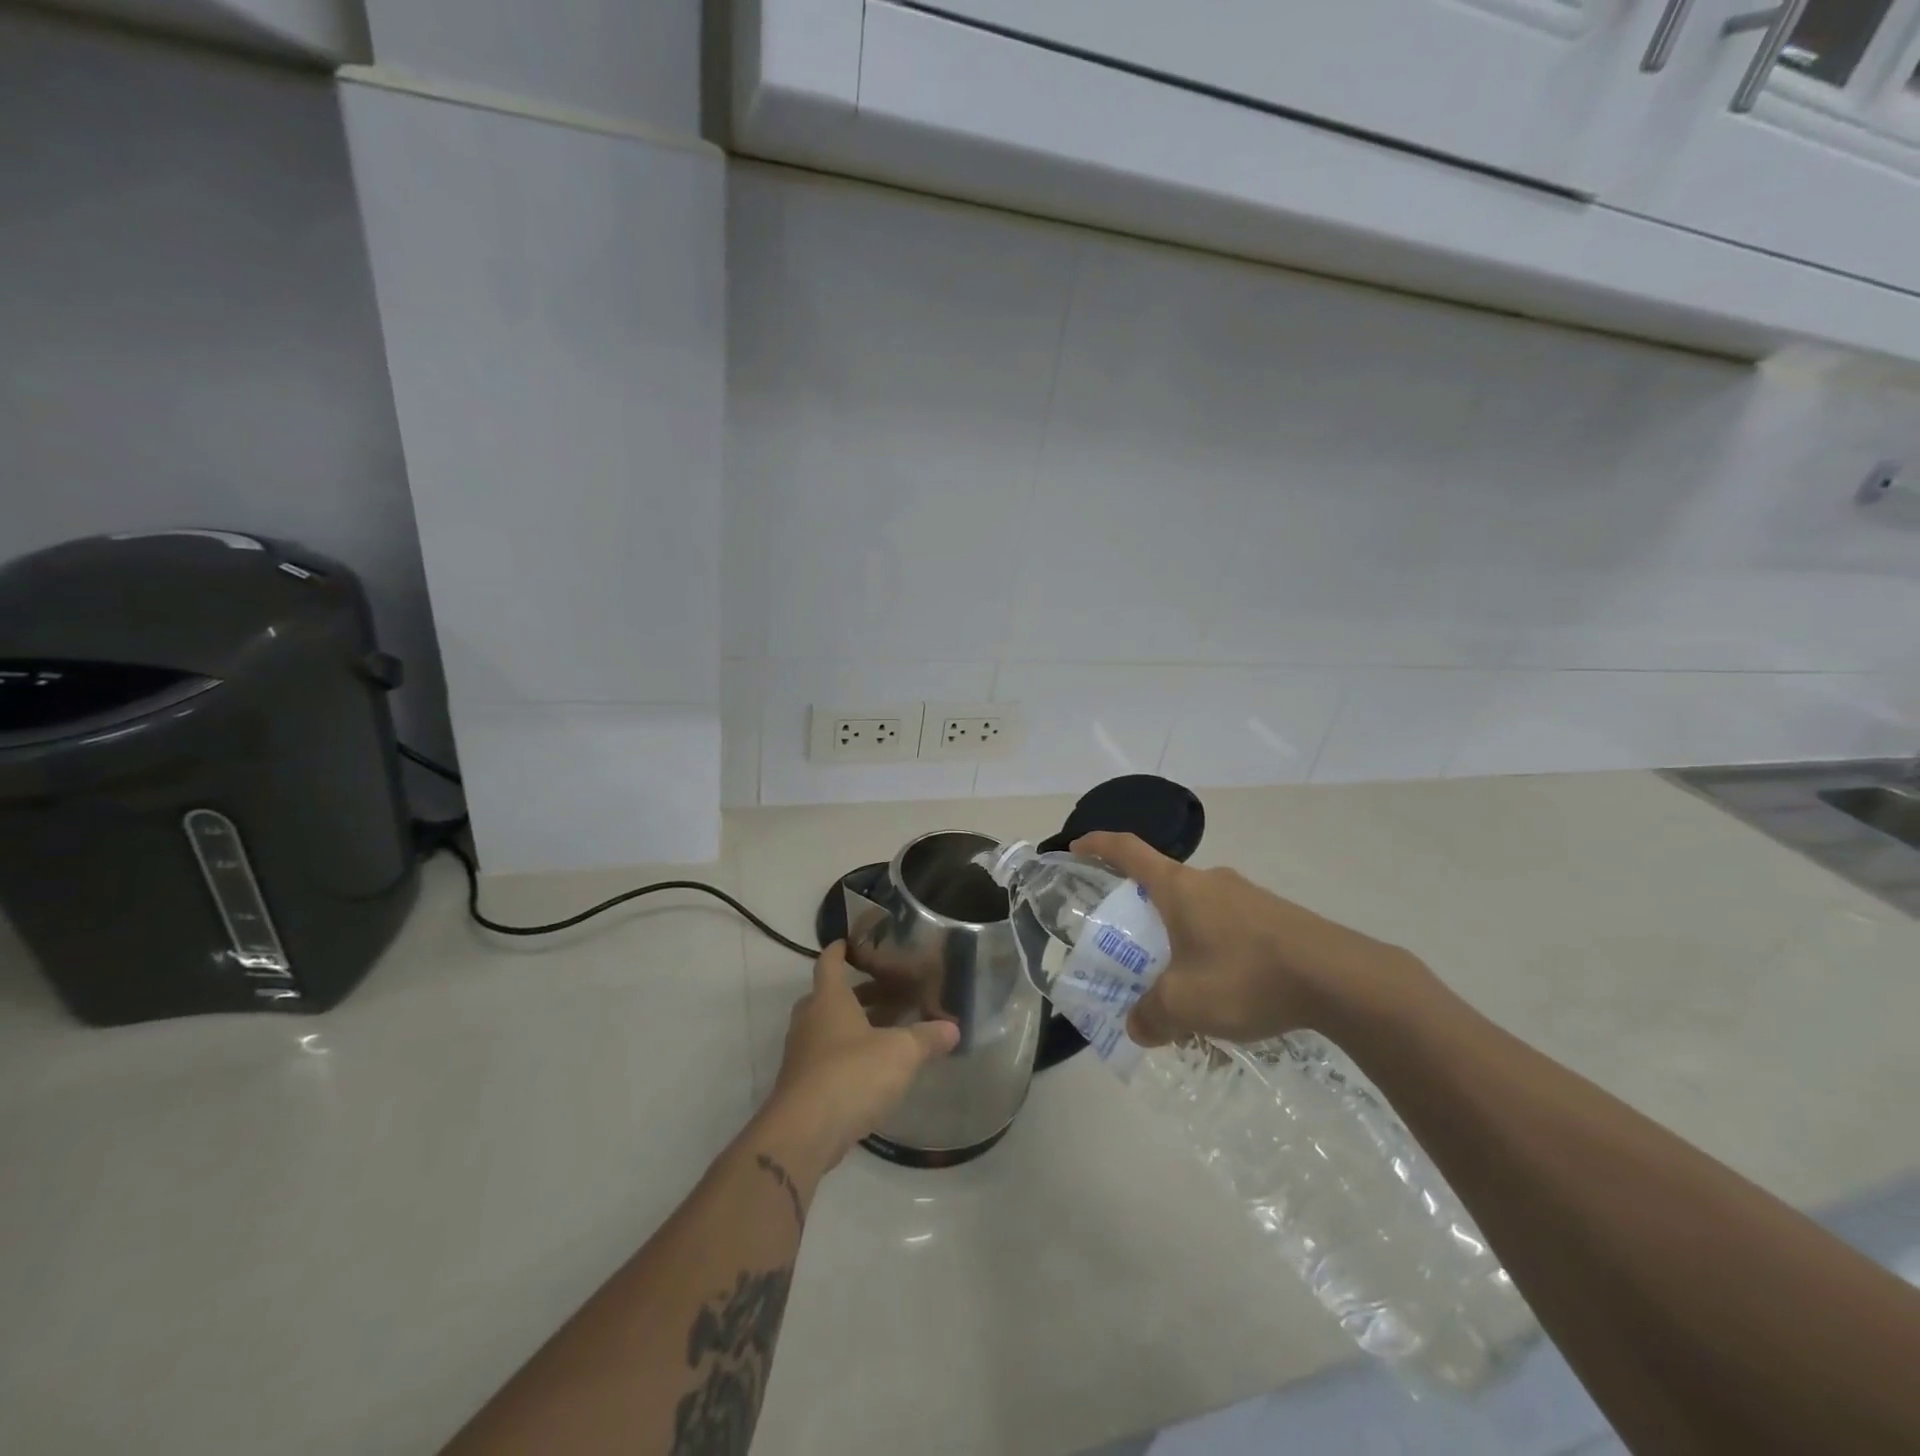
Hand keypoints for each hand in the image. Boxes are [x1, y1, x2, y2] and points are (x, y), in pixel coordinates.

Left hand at [766, 942, 959, 1169]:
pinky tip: (874, 1070)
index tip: (850, 942)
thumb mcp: (900, 1053)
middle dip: (855, 993)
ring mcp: (802, 1055)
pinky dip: (848, 1056)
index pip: (829, 962)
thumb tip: (953, 1028)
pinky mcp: (803, 1086)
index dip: (839, 950)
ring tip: (888, 1030)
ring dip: (853, 1026)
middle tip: (886, 992)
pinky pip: (827, 1059)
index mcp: (828, 999)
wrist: (804, 1133)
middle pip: (828, 997)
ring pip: (828, 1029)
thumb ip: (926, 1038)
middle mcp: (810, 1020)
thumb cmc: (851, 1075)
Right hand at [1071, 832, 1433, 1047]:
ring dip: (1183, 938)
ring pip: (1200, 911)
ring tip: (1182, 982)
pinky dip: (1216, 951)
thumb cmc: (1246, 976)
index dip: (1097, 845)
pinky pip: (1231, 927)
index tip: (1076, 848)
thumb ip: (1151, 1016)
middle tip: (1131, 946)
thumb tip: (1136, 1026)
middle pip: (1163, 885)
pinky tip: (1229, 992)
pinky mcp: (1277, 917)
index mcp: (1178, 887)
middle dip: (1142, 911)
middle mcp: (1210, 881)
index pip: (1127, 850)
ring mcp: (1247, 896)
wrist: (1342, 979)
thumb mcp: (1185, 1004)